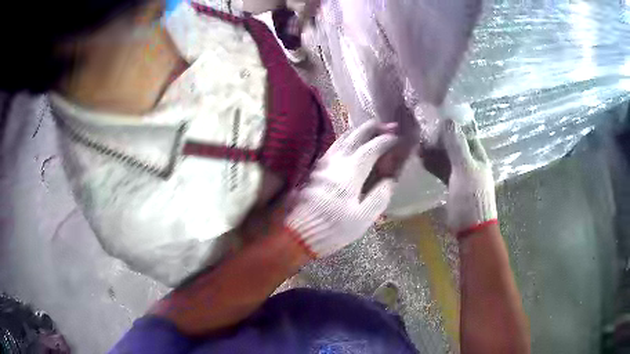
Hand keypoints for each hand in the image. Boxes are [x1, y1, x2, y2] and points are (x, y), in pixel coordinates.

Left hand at [285, 121, 397, 257]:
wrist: (299, 232)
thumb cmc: (333, 227)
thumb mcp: (362, 218)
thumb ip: (379, 197)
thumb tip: (389, 181)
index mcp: (351, 172)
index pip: (372, 148)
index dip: (386, 140)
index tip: (397, 137)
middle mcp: (337, 161)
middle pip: (355, 135)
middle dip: (372, 128)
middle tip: (386, 125)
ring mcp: (323, 163)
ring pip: (342, 138)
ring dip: (358, 131)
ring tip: (370, 130)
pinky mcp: (315, 169)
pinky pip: (333, 146)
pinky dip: (346, 139)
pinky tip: (349, 144)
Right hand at [427, 118, 496, 236]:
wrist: (471, 227)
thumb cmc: (472, 197)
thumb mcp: (465, 169)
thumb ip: (457, 145)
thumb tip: (448, 120)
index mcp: (478, 154)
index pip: (466, 130)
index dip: (453, 120)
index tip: (436, 112)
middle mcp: (470, 160)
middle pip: (454, 141)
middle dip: (439, 134)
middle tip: (422, 126)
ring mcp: (460, 172)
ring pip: (446, 155)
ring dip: (434, 148)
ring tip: (417, 142)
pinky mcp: (452, 182)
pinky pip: (442, 168)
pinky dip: (432, 162)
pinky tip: (420, 158)